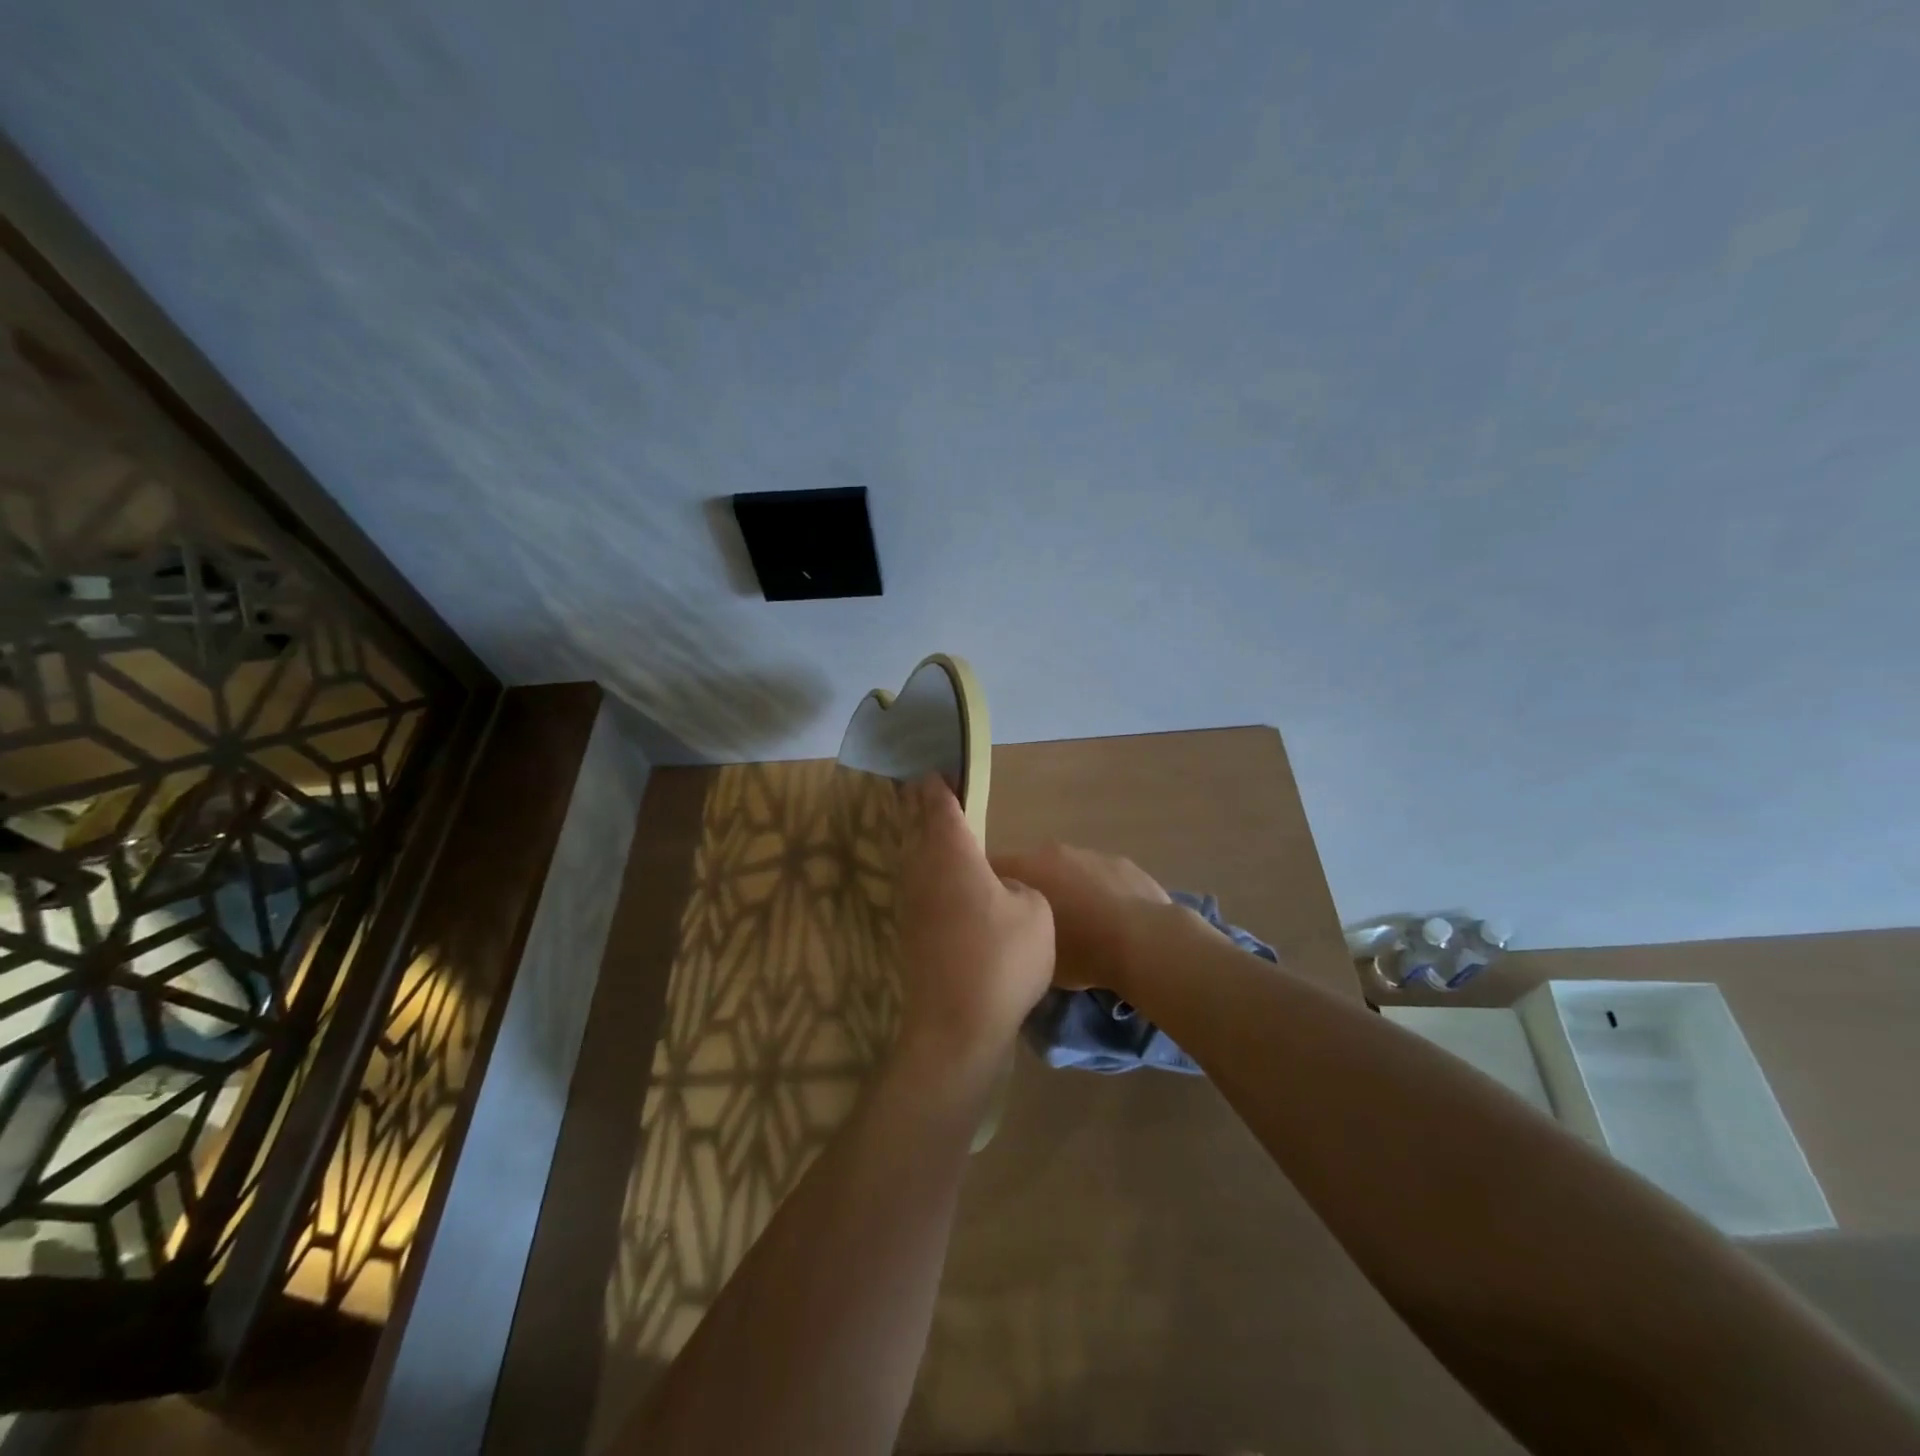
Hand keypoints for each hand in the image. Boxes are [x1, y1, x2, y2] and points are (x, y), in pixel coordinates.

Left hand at [894, 776, 1054, 1076]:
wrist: (957, 1027)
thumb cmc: (1002, 960)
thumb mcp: (1034, 912)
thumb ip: (1018, 887)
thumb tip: (999, 889)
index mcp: (952, 854)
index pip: (939, 806)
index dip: (938, 785)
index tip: (935, 769)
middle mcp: (923, 871)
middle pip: (916, 826)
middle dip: (920, 806)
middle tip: (925, 789)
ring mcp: (912, 903)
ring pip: (913, 857)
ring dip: (921, 839)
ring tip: (935, 828)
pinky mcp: (910, 933)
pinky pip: (918, 886)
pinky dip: (926, 872)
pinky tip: (943, 882)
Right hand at [986, 842, 1173, 993]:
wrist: (1146, 943)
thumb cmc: (1081, 950)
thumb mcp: (1036, 954)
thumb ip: (1017, 933)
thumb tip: (1014, 931)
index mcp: (1026, 867)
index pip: (991, 869)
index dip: (988, 892)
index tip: (990, 915)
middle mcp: (1052, 851)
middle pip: (1029, 867)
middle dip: (1028, 889)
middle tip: (1033, 923)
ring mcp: (1090, 853)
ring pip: (1065, 870)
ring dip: (1064, 889)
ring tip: (1076, 924)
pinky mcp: (1121, 862)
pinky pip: (1098, 876)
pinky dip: (1096, 892)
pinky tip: (1107, 920)